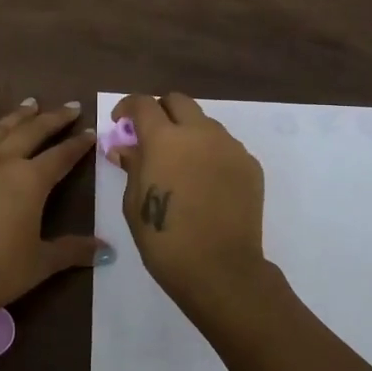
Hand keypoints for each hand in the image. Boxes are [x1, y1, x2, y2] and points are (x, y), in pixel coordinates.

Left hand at [0, 90, 104, 318]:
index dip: (78, 144)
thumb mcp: (40, 264)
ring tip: (32, 102)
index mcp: (32, 182)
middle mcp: (4, 161)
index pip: (62, 156)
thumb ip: (73, 250)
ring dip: (18, 114)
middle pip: (34, 132)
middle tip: (69, 107)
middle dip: (54, 119)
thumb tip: (108, 250)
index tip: (91, 131)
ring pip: (0, 128)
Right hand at [109, 93, 267, 319]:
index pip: (143, 103)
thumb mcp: (134, 203)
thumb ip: (132, 166)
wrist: (220, 269)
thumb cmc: (165, 239)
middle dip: (160, 111)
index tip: (121, 123)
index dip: (127, 107)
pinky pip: (225, 147)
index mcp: (164, 139)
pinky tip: (204, 182)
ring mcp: (229, 147)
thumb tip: (125, 147)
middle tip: (150, 136)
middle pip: (178, 101)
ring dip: (188, 132)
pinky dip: (210, 153)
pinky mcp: (250, 165)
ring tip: (180, 163)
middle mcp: (200, 132)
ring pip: (205, 123)